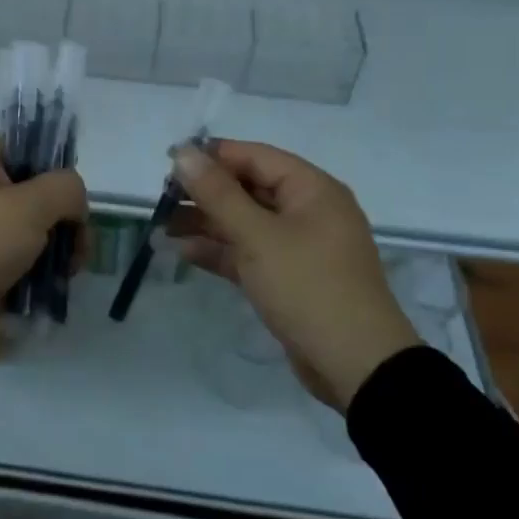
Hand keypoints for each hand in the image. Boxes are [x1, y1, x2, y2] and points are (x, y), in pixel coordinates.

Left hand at [0, 133, 87, 356]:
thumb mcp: (28, 205)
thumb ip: (65, 189)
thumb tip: (75, 205)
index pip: (22, 143)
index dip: (51, 156)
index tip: (71, 185)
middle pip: (39, 192)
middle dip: (66, 215)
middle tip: (78, 240)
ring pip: (38, 232)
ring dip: (61, 249)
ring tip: (69, 271)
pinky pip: (28, 265)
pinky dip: (44, 275)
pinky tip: (55, 288)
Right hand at [171, 141, 417, 411]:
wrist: (357, 366)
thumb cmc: (308, 287)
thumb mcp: (257, 236)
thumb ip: (217, 193)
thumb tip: (183, 152)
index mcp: (311, 189)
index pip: (254, 157)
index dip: (211, 156)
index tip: (168, 162)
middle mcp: (307, 211)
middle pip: (248, 188)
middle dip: (204, 193)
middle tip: (161, 199)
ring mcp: (299, 246)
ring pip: (245, 222)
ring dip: (205, 223)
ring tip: (161, 227)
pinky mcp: (289, 278)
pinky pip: (249, 253)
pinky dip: (220, 251)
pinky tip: (183, 252)